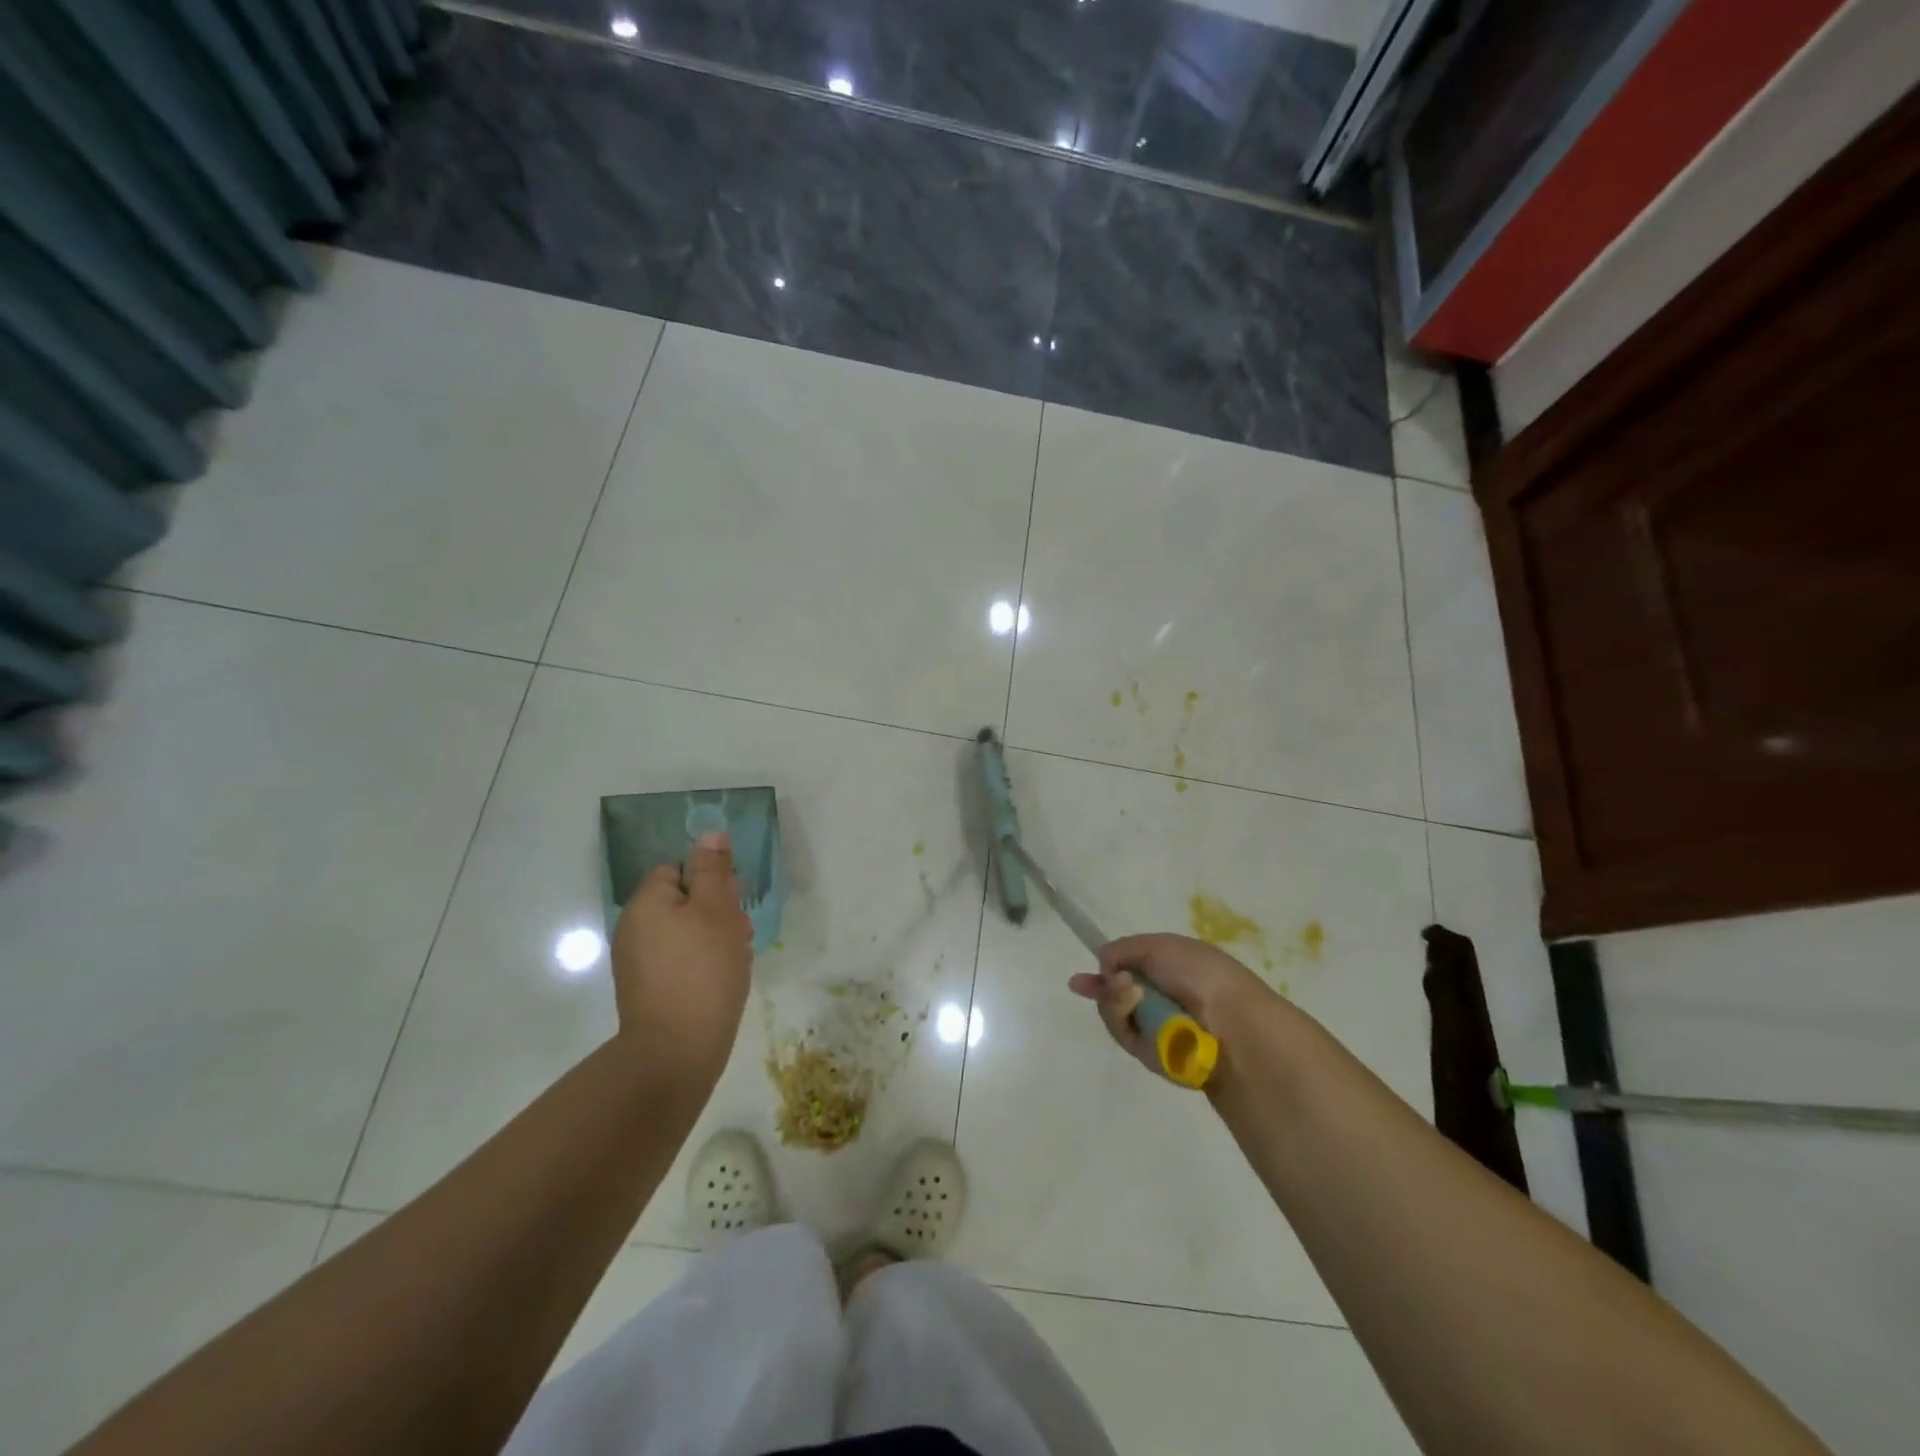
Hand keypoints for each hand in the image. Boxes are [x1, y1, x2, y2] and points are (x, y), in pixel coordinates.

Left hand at [610, 831, 753, 1085]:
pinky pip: (679, 961)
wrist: (675, 1053)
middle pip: (681, 901)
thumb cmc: (702, 971)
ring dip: (712, 938)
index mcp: (645, 903)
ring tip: (736, 960)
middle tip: (740, 933)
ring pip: (683, 932)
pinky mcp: (647, 991)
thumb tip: (710, 835)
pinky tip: (722, 981)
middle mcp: (633, 928)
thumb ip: (713, 871)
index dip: (710, 880)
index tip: (733, 902)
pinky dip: (701, 964)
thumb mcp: (716, 910)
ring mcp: (637, 963)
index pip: (677, 869)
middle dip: (716, 911)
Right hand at [1069, 933, 1277, 1079]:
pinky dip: (1123, 1019)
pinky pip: (1123, 1033)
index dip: (1104, 972)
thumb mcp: (1158, 945)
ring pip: (1115, 1014)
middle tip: (1086, 984)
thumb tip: (1104, 967)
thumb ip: (1122, 949)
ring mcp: (1156, 1028)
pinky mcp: (1151, 1054)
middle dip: (1101, 988)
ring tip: (1129, 992)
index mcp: (1171, 969)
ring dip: (1113, 999)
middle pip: (1115, 994)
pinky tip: (1134, 1007)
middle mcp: (1162, 999)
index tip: (1079, 979)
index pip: (1129, 970)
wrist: (1229, 1023)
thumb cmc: (1199, 974)